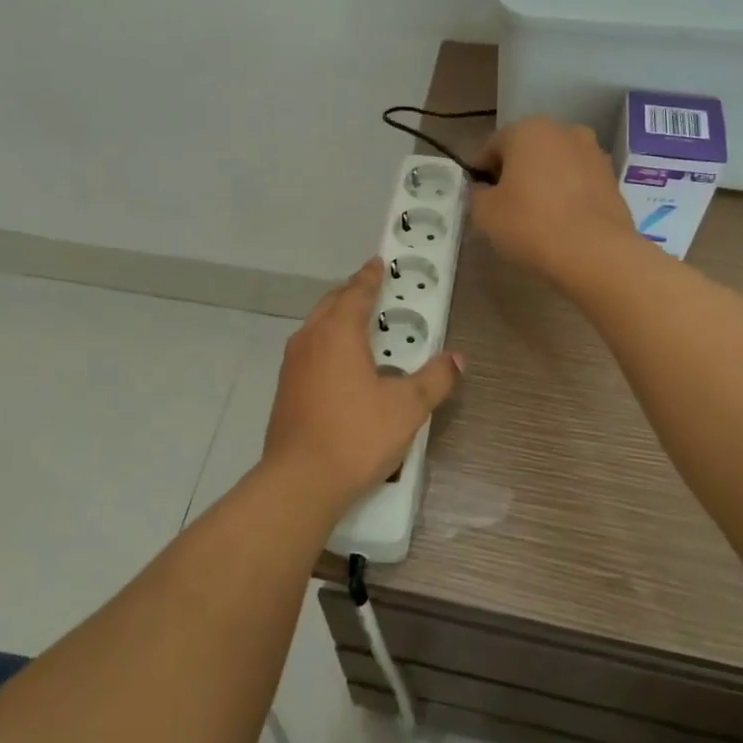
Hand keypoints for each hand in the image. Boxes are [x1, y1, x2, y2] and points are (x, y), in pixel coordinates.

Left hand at [261, 257, 461, 518]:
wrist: (301, 479)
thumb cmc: (357, 434)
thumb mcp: (408, 407)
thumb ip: (435, 379)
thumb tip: (457, 359)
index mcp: (338, 332)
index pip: (357, 292)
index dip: (371, 277)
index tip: (379, 262)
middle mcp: (310, 339)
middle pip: (331, 303)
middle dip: (352, 293)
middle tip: (373, 290)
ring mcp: (292, 364)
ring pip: (316, 326)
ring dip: (336, 317)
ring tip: (358, 324)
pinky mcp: (285, 388)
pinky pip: (309, 350)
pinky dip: (326, 342)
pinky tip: (339, 363)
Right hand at [470, 117, 635, 283]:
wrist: (595, 252)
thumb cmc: (530, 224)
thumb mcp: (484, 212)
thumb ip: (477, 194)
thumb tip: (485, 190)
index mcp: (527, 130)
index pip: (491, 148)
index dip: (480, 173)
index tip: (477, 198)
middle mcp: (563, 131)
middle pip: (526, 151)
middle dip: (514, 174)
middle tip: (504, 207)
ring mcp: (593, 152)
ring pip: (555, 165)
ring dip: (542, 182)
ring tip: (536, 216)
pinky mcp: (612, 178)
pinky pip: (578, 182)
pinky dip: (566, 194)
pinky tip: (561, 221)